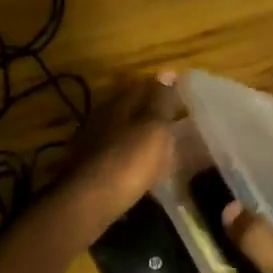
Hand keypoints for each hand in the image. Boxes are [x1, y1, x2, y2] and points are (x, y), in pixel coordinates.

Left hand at [60, 73, 181, 228]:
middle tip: (175, 123)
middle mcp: (102, 119)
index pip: (141, 86)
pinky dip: (132, 160)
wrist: (90, 202)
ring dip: (140, 138)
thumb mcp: (154, 128)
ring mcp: (93, 145)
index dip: (162, 89)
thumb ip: (162, 101)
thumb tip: (168, 70)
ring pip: (122, 134)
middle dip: (150, 114)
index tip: (182, 96)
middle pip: (129, 110)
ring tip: (163, 149)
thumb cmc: (129, 160)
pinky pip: (117, 157)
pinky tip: (143, 171)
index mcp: (118, 104)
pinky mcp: (90, 170)